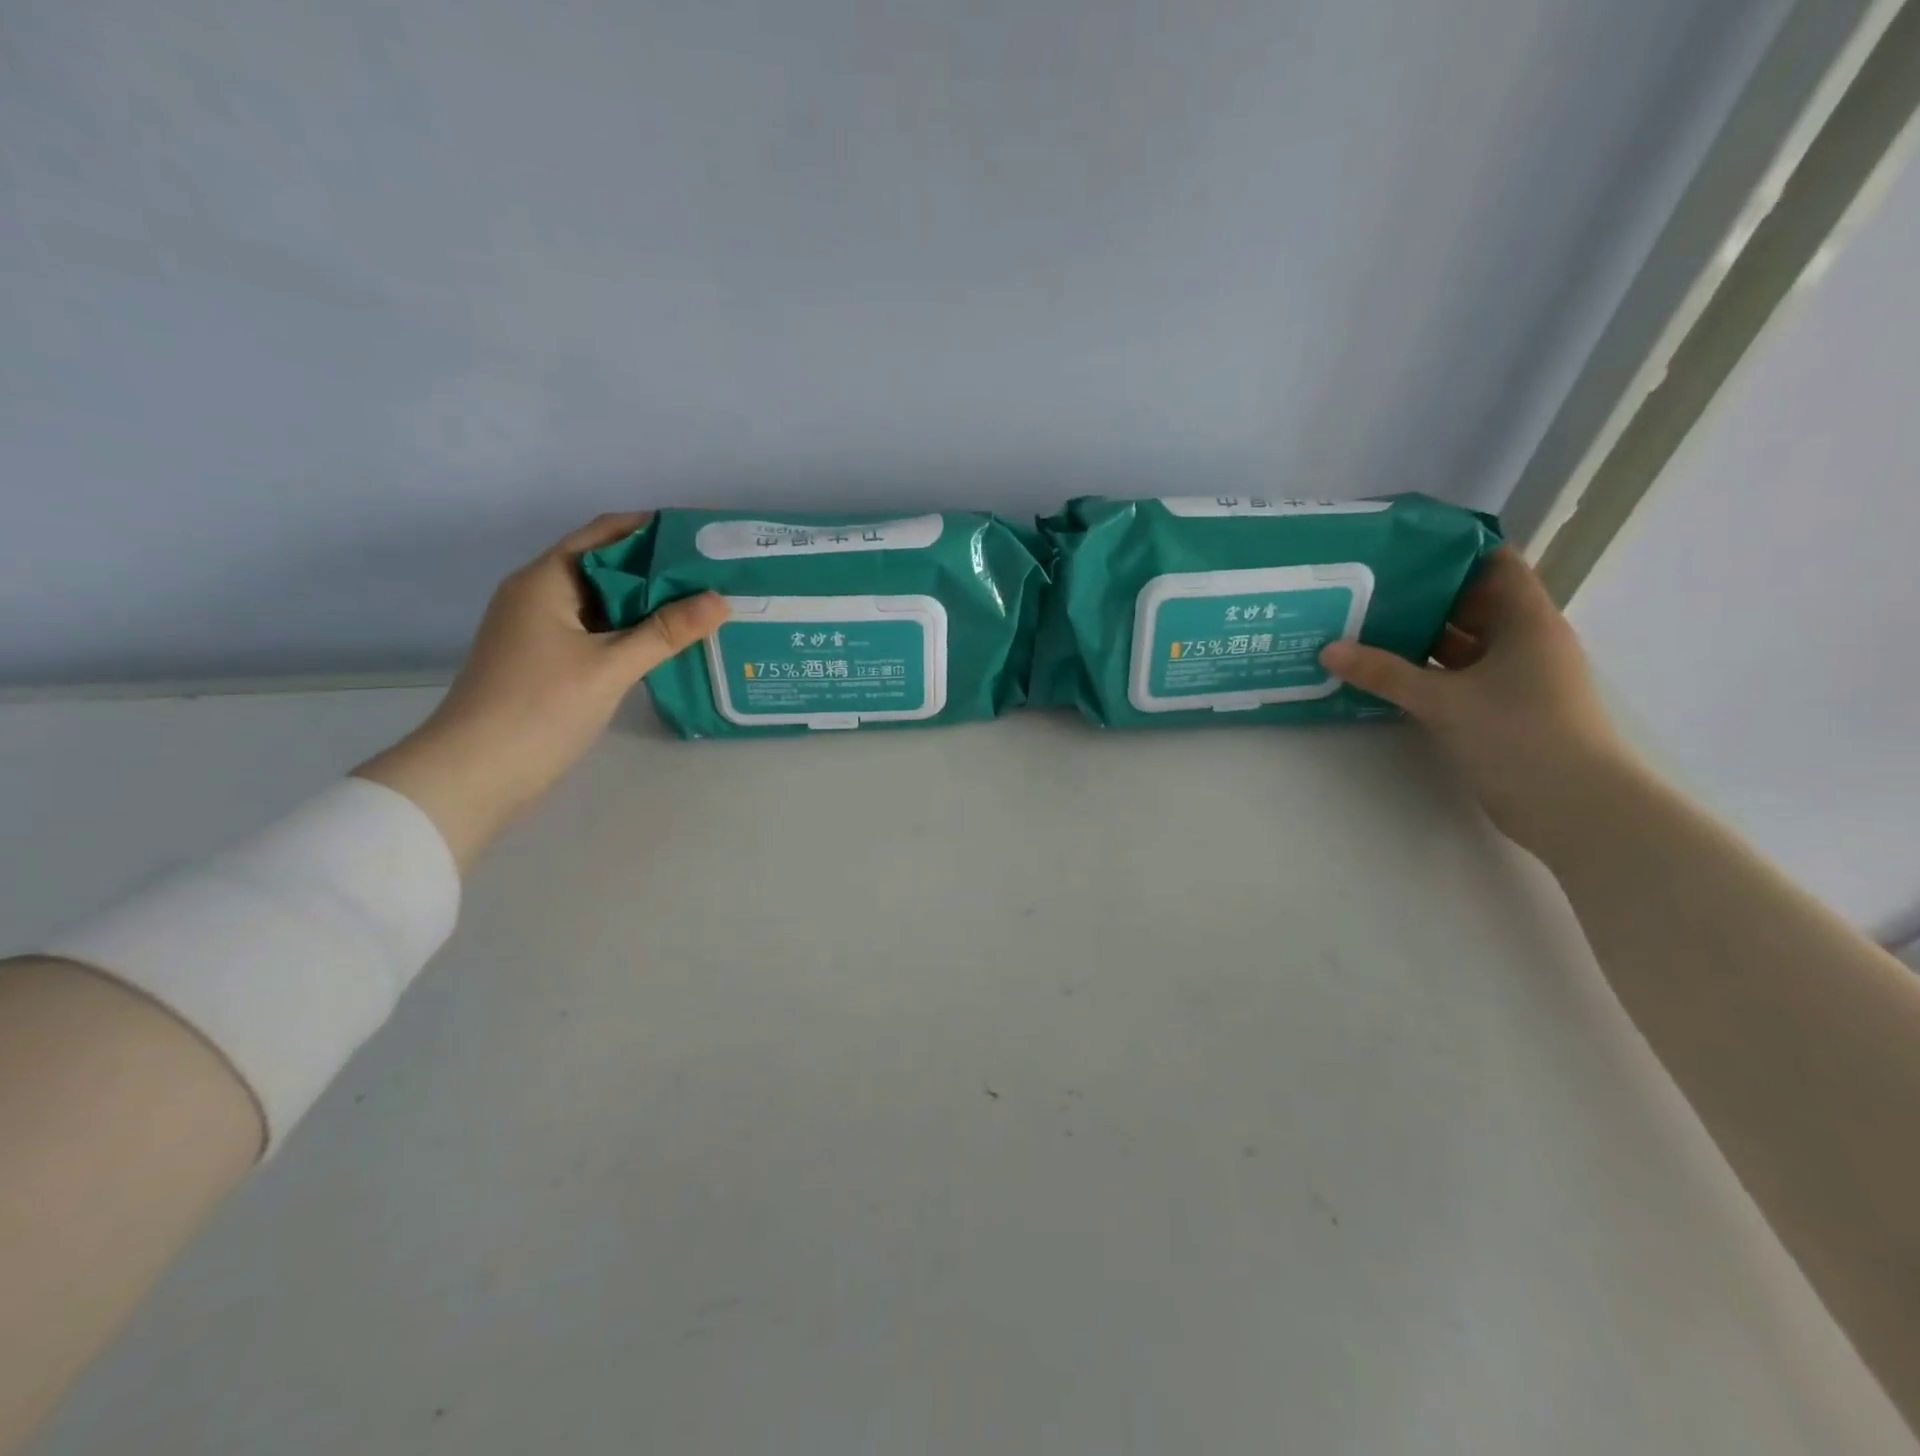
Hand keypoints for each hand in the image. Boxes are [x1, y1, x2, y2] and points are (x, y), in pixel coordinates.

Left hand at [356, 514, 727, 869]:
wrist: (475, 773)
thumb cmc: (539, 708)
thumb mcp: (610, 666)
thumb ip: (665, 631)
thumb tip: (720, 600)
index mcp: (546, 580)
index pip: (605, 533)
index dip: (653, 528)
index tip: (701, 535)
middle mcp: (539, 595)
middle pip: (606, 566)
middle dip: (658, 567)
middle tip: (713, 573)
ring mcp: (540, 630)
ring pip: (603, 603)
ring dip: (647, 602)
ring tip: (701, 604)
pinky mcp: (546, 661)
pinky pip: (598, 631)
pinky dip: (631, 630)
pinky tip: (668, 641)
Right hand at [1319, 546, 1633, 858]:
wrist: (1574, 806)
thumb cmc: (1520, 734)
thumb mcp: (1444, 700)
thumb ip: (1385, 673)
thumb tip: (1328, 650)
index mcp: (1526, 622)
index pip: (1494, 564)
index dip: (1453, 550)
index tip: (1401, 547)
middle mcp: (1524, 642)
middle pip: (1472, 603)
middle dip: (1422, 594)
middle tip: (1365, 587)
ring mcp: (1514, 678)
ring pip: (1462, 644)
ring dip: (1420, 637)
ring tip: (1363, 625)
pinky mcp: (1501, 709)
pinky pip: (1458, 677)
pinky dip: (1426, 672)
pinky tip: (1385, 672)